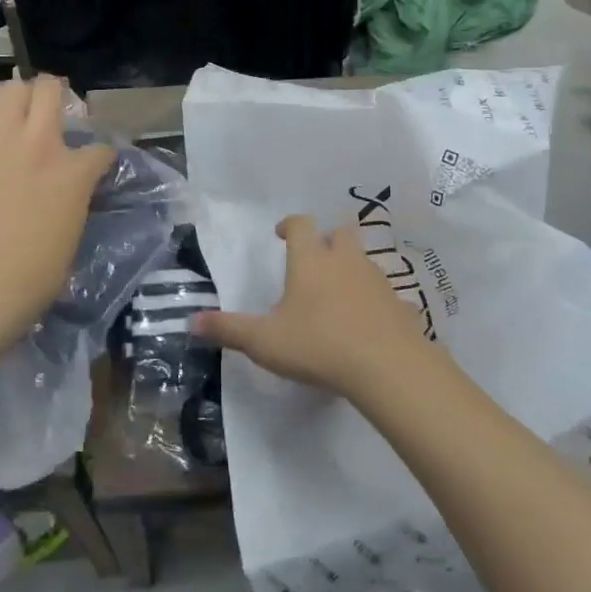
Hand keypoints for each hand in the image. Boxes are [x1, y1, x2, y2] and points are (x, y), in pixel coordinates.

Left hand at [0, 74, 113, 366]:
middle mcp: (40, 144)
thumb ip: (73, 202)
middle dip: (55, 93)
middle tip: (49, 108)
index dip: (101, 155)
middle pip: (51, 90)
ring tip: (11, 110)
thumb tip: (67, 194)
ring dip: (15, 96)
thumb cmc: (31, 276)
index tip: (97, 161)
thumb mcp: (71, 235)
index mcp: (74, 173)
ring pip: (10, 89)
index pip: (101, 149)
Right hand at [194, 214, 431, 397]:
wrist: (387, 366)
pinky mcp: (399, 304)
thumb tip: (191, 321)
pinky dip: (374, 301)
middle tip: (313, 259)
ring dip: (351, 268)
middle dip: (327, 240)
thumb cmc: (318, 345)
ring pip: (364, 260)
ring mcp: (377, 281)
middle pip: (340, 233)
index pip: (301, 224)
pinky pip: (385, 294)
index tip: (281, 234)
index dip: (290, 224)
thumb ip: (228, 330)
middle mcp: (345, 261)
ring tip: (336, 295)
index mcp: (311, 261)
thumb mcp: (264, 342)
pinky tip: (366, 323)